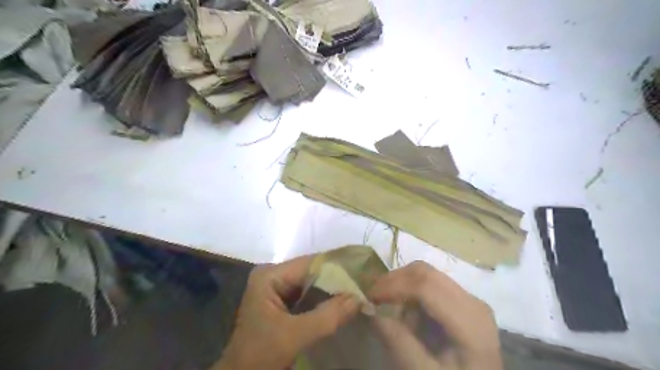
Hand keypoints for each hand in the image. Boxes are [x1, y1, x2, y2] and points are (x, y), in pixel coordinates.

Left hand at [214, 256, 360, 368]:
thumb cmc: (260, 356)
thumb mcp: (294, 336)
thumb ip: (327, 316)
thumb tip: (359, 297)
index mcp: (270, 275)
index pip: (310, 263)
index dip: (338, 265)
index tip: (363, 269)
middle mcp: (274, 275)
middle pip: (312, 271)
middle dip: (338, 277)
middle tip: (365, 279)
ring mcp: (278, 287)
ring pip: (313, 282)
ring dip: (334, 287)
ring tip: (359, 286)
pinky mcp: (284, 300)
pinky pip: (310, 294)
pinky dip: (326, 297)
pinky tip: (344, 299)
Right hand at [369, 262, 503, 368]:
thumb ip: (397, 341)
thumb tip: (368, 308)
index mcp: (470, 321)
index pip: (426, 286)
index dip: (393, 286)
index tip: (368, 297)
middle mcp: (472, 300)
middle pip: (426, 273)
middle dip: (394, 280)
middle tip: (372, 297)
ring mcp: (469, 298)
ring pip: (426, 274)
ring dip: (402, 286)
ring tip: (390, 310)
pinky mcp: (462, 300)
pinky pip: (431, 284)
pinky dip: (412, 293)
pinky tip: (407, 314)